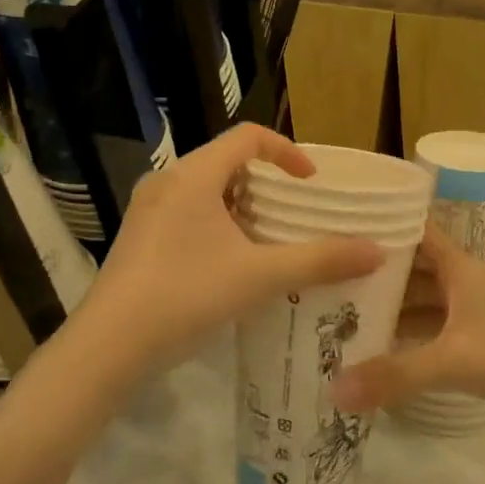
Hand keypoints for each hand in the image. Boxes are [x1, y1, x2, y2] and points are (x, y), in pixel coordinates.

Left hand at [77, 125, 383, 369]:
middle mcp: (167, 182)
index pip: (248, 137)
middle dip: (266, 185)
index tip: (310, 184)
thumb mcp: (260, 276)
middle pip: (227, 163)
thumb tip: (377, 252)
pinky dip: (217, 226)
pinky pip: (187, 214)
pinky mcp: (138, 238)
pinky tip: (231, 266)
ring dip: (242, 208)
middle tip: (294, 215)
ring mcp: (148, 211)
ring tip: (269, 242)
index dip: (287, 152)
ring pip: (206, 191)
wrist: (107, 346)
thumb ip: (320, 260)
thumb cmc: (185, 295)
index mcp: (194, 175)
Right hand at [329, 226, 484, 436]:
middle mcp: (463, 283)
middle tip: (321, 283)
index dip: (379, 223)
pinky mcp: (481, 345)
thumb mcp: (456, 361)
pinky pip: (432, 334)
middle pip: (410, 270)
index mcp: (459, 267)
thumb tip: (333, 391)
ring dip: (388, 311)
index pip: (413, 230)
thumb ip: (396, 376)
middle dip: (371, 275)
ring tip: (338, 320)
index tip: (335, 226)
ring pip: (421, 305)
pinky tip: (378, 357)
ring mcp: (473, 315)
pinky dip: (408, 341)